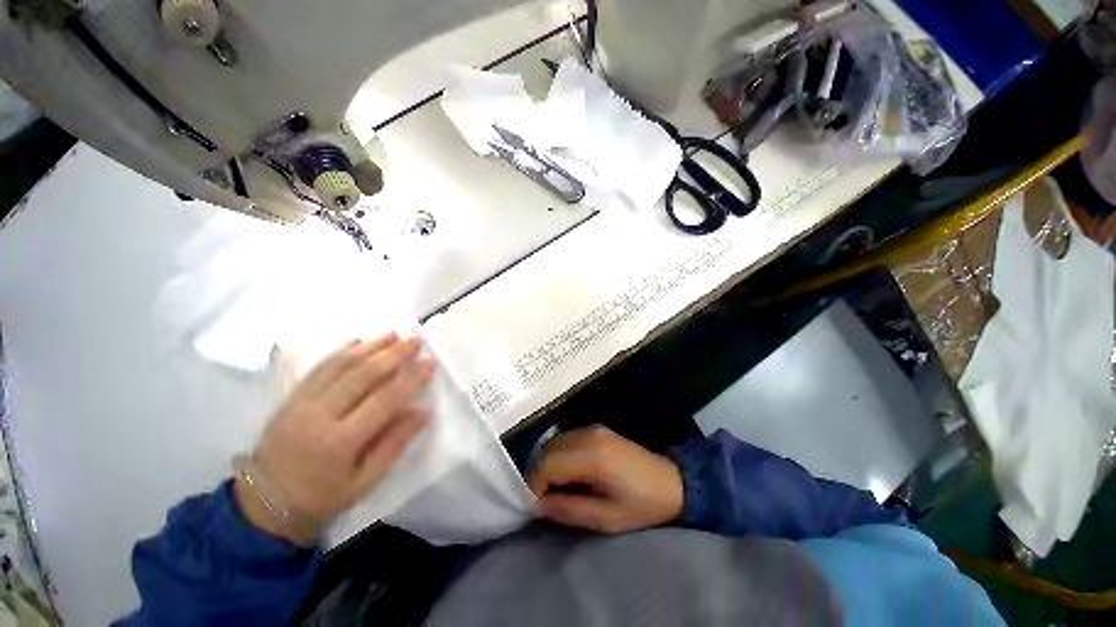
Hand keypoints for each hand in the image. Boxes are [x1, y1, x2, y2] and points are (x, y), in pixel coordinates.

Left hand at [234, 334, 434, 544]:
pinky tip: (359, 342)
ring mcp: (300, 404)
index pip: (384, 401)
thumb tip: (424, 412)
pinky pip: (318, 368)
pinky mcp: (290, 398)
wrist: (264, 503)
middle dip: (393, 354)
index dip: (410, 379)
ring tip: (393, 334)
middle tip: (415, 341)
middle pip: (361, 376)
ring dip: (370, 347)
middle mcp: (318, 417)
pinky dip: (341, 352)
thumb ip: (395, 443)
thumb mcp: (366, 480)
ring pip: (340, 366)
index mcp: (340, 442)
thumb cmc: (323, 497)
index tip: (429, 363)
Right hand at [527, 426, 683, 533]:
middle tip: (541, 498)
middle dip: (538, 473)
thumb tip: (535, 505)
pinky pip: (567, 438)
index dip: (534, 484)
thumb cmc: (641, 505)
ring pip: (555, 442)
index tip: (533, 504)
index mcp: (593, 457)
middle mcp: (589, 436)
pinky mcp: (596, 428)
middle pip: (548, 450)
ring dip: (547, 463)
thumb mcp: (606, 518)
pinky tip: (565, 471)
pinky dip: (558, 454)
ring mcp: (592, 429)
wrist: (670, 482)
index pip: (549, 464)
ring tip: (552, 487)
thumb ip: (568, 510)